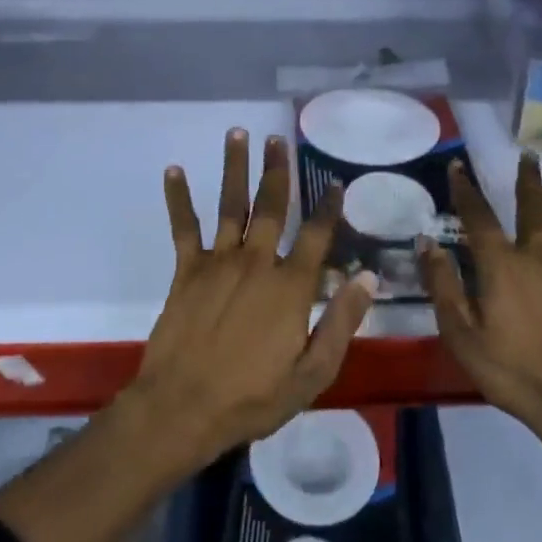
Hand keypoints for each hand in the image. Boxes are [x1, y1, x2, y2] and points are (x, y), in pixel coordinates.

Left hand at [127, 128, 377, 470]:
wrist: (183, 408)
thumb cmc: (253, 397)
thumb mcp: (312, 373)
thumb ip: (341, 323)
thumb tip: (366, 277)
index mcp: (290, 286)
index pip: (316, 236)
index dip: (329, 208)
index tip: (336, 183)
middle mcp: (256, 262)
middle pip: (271, 206)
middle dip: (277, 170)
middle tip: (278, 138)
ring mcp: (218, 263)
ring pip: (231, 205)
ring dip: (235, 168)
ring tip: (239, 134)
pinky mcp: (187, 271)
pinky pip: (184, 228)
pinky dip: (179, 198)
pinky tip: (174, 170)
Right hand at [417, 154, 541, 435]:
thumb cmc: (511, 370)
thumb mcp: (461, 333)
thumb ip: (443, 285)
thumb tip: (426, 242)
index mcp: (500, 265)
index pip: (478, 217)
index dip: (466, 190)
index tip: (458, 167)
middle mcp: (536, 256)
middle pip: (531, 209)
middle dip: (526, 180)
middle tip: (529, 155)